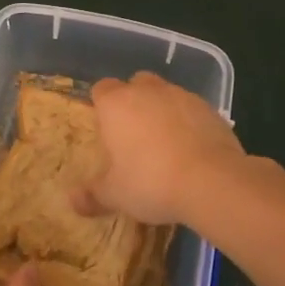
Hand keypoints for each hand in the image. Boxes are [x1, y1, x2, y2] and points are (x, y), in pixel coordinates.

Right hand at [76, 72, 247, 225]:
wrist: (211, 180)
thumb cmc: (151, 182)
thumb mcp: (115, 194)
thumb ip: (93, 195)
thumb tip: (73, 200)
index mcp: (117, 104)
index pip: (101, 89)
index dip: (102, 106)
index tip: (105, 129)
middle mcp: (147, 91)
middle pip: (135, 84)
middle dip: (133, 102)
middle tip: (134, 135)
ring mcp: (181, 95)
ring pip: (165, 94)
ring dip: (162, 111)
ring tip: (165, 145)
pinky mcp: (209, 108)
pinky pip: (191, 109)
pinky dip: (188, 122)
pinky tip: (191, 149)